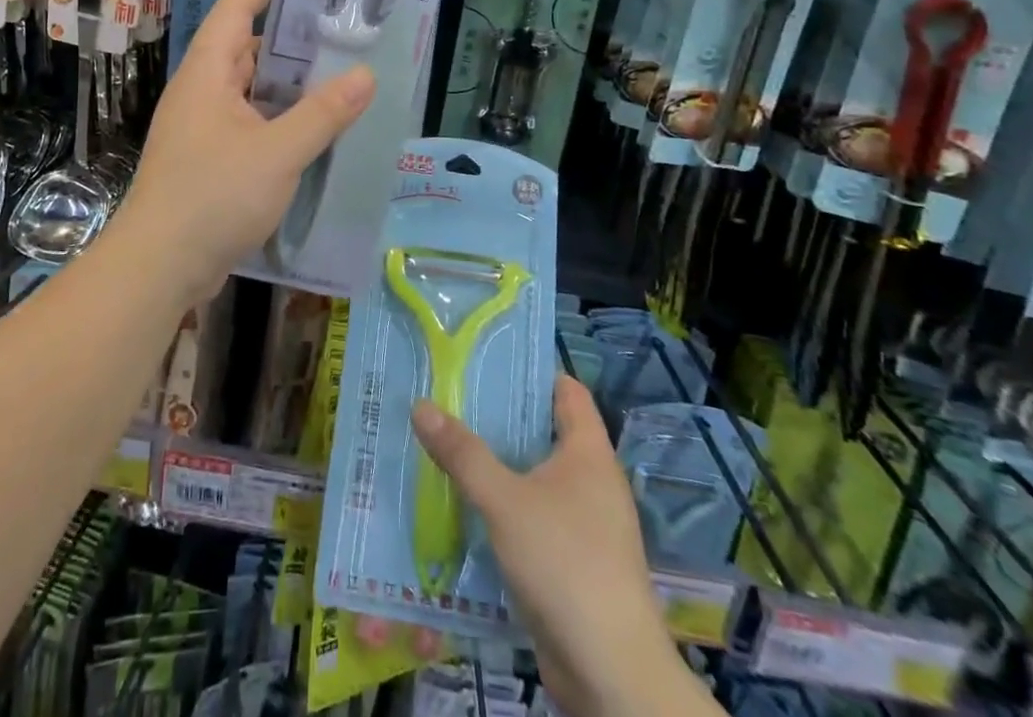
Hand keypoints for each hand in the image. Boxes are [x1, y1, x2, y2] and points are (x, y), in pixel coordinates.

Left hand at [116, 0, 374, 299]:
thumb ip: (322, 113)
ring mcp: (205, 125)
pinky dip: (282, 112)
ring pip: (252, 85)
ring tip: (338, 60)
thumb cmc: (212, 196)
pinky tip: (316, 120)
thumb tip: (365, 74)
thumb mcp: (277, 152)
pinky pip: (253, 118)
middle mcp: (203, 90)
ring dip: (289, 75)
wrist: (159, 267)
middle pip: (247, 43)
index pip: (237, 8)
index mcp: (208, 72)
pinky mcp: (213, 156)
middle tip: (338, 12)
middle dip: (289, 26)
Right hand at [411, 378, 690, 716]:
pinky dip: (504, 506)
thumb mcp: (504, 500)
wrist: (611, 673)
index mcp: (589, 452)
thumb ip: (463, 454)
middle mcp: (592, 480)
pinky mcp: (572, 562)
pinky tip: (466, 507)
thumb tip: (421, 405)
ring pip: (535, 476)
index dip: (530, 369)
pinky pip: (533, 516)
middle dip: (500, 417)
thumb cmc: (565, 563)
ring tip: (448, 446)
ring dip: (498, 465)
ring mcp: (585, 523)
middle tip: (451, 399)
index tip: (485, 359)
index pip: (565, 389)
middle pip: (544, 430)